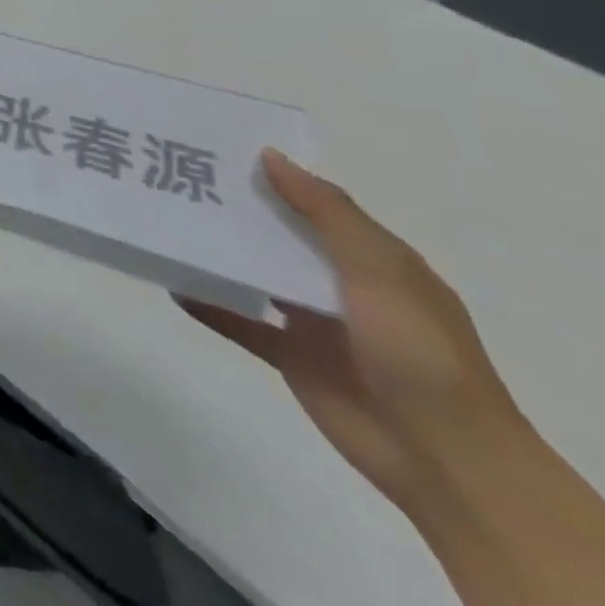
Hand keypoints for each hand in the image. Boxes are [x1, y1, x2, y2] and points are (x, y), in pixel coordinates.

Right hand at [180, 150, 524, 512]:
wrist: (446, 460)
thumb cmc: (420, 352)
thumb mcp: (380, 271)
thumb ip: (326, 213)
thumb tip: (269, 156)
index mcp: (373, 261)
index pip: (316, 206)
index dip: (274, 178)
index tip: (218, 149)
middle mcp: (341, 285)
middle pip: (279, 237)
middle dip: (236, 211)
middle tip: (175, 177)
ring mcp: (314, 323)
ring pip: (256, 275)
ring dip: (218, 254)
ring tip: (164, 222)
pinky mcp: (291, 356)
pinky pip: (239, 322)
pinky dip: (208, 304)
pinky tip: (171, 285)